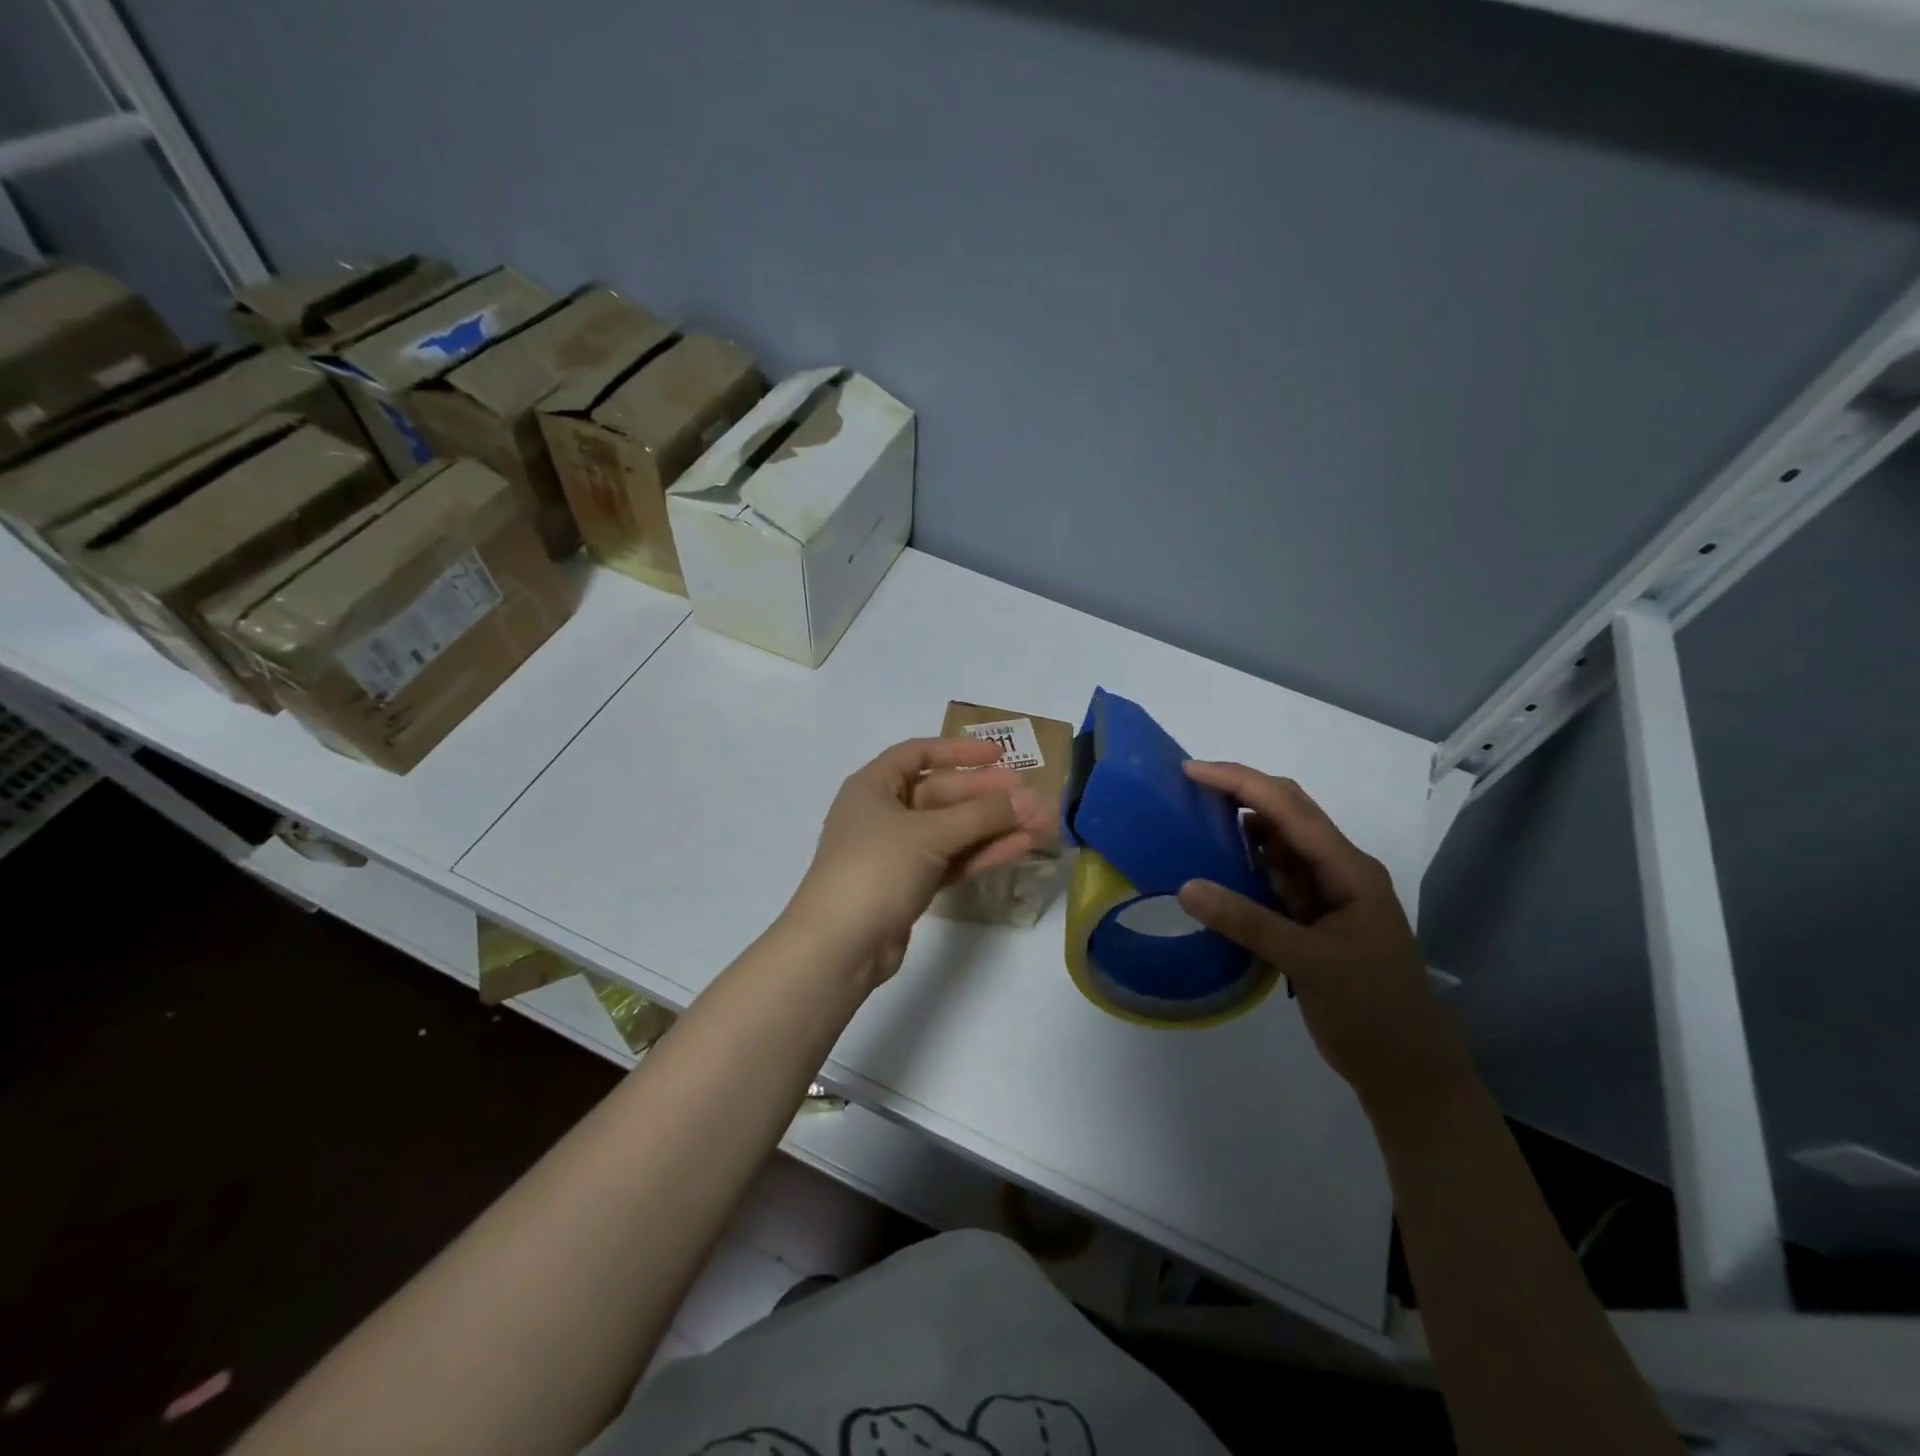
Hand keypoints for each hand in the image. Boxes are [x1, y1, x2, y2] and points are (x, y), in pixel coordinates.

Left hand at [783, 737, 1050, 984]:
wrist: (839, 947)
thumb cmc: (876, 869)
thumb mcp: (930, 834)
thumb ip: (983, 814)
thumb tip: (1030, 798)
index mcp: (874, 786)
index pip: (919, 753)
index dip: (959, 751)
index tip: (1000, 755)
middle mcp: (884, 813)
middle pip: (942, 793)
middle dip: (988, 795)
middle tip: (1032, 795)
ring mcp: (897, 851)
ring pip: (952, 830)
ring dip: (993, 826)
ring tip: (1040, 824)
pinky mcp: (910, 884)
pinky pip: (951, 858)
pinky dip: (982, 852)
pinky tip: (1020, 847)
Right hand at [1175, 762, 1476, 1120]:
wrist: (1408, 1071)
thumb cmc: (1372, 1011)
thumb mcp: (1310, 963)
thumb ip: (1248, 922)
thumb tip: (1186, 886)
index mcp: (1349, 869)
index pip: (1289, 808)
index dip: (1240, 782)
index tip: (1190, 771)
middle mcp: (1339, 870)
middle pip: (1287, 814)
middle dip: (1240, 794)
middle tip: (1186, 789)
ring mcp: (1327, 894)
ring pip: (1278, 845)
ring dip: (1239, 829)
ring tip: (1192, 821)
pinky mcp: (1312, 919)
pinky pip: (1273, 879)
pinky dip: (1243, 868)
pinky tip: (1215, 870)